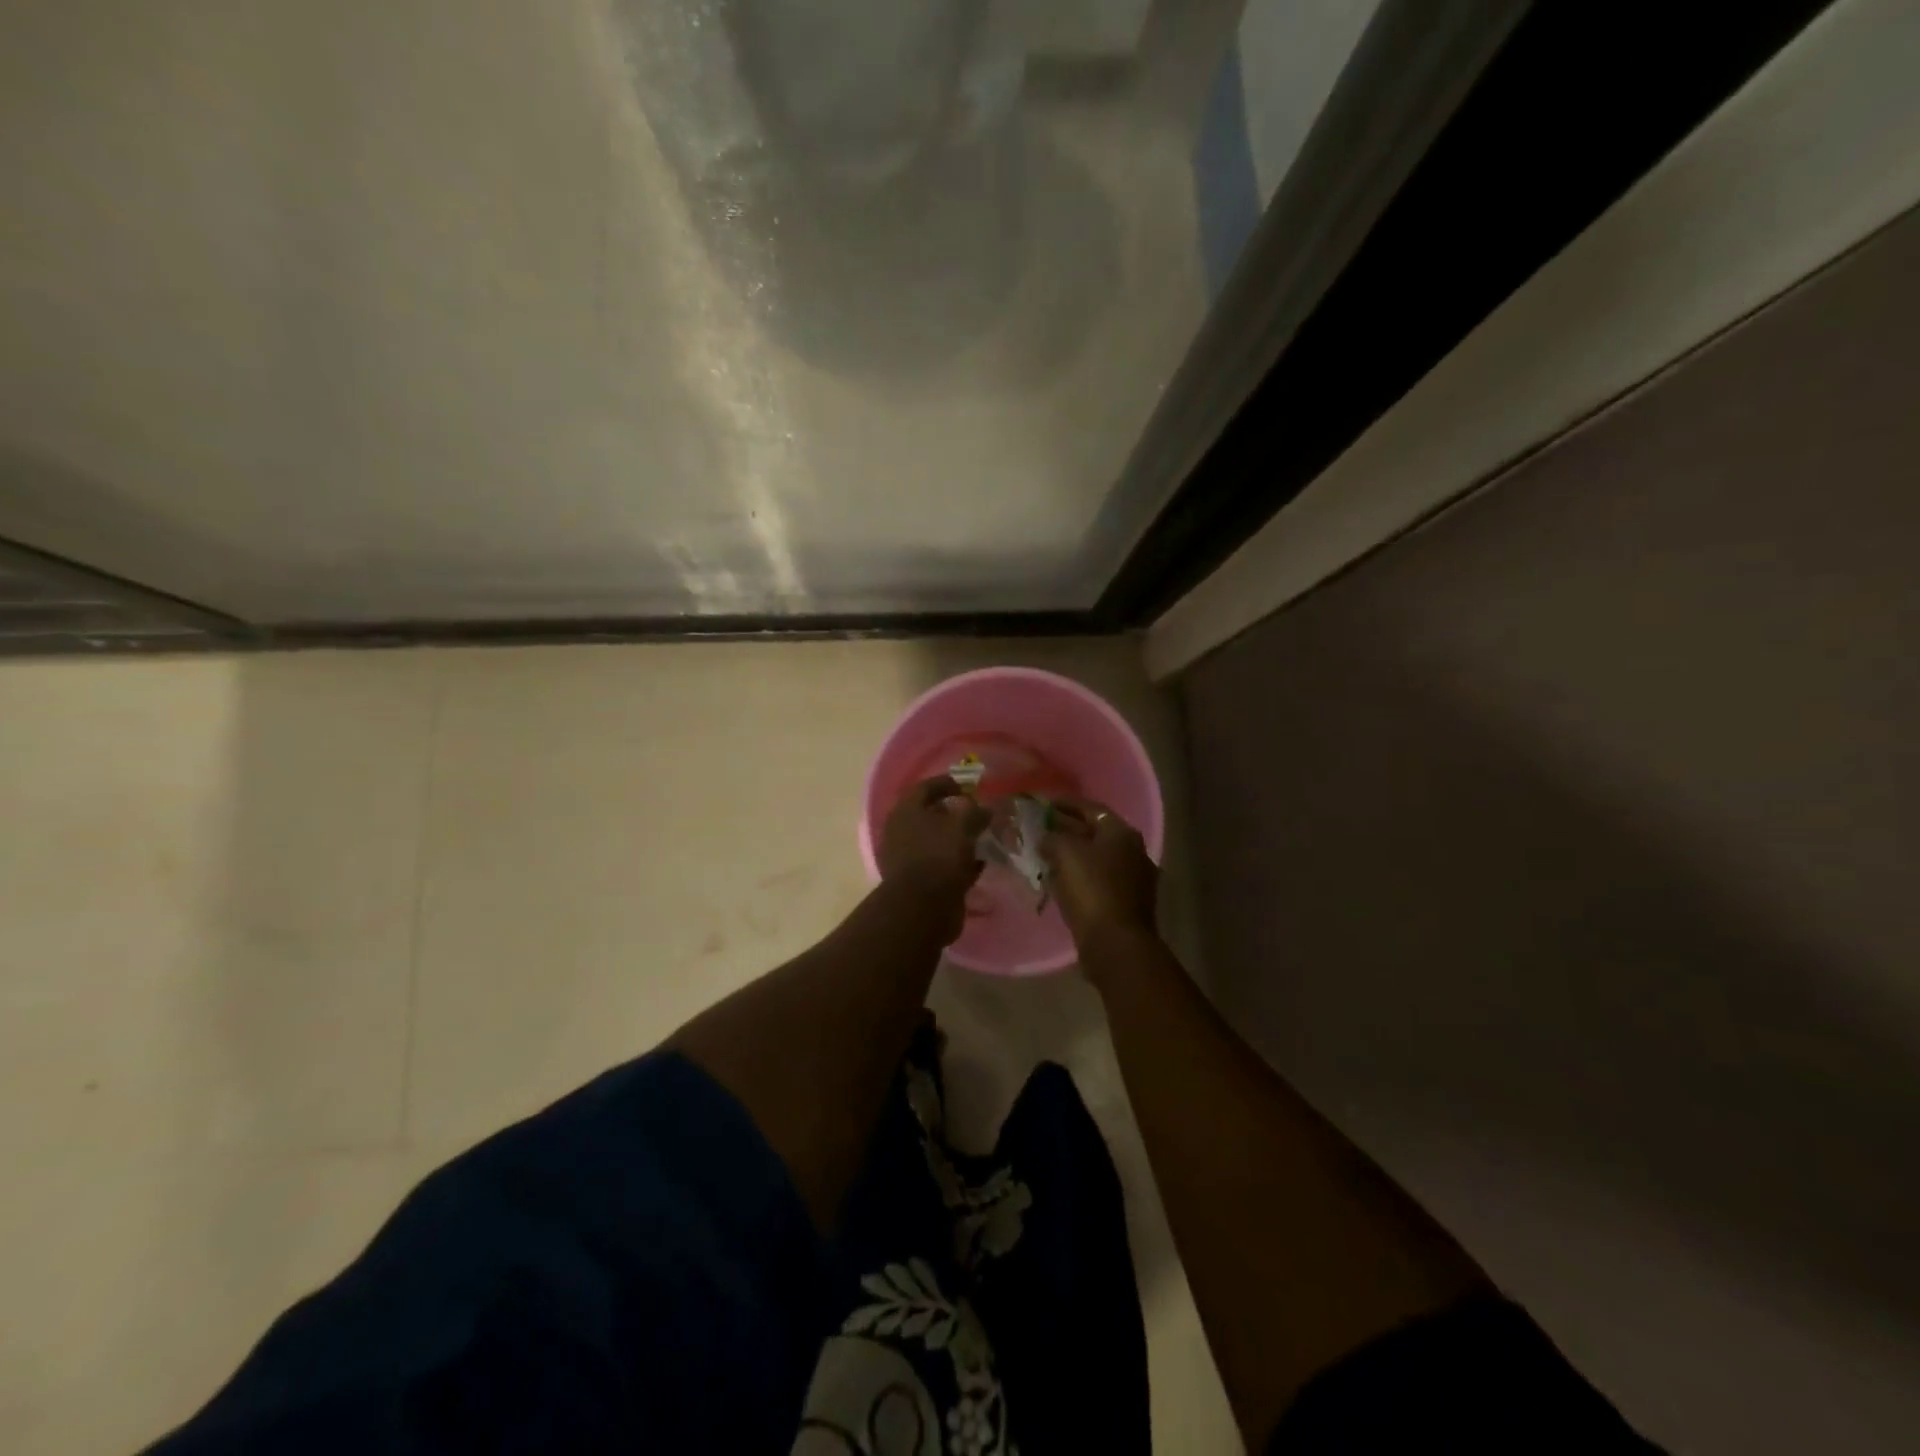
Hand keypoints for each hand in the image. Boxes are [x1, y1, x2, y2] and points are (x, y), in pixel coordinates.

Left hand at [877, 777, 989, 940]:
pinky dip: (959, 863)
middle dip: (954, 814)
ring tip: (982, 838)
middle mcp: (902, 832)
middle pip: (929, 816)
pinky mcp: (920, 883)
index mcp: (906, 812)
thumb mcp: (962, 826)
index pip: (925, 788)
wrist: (922, 908)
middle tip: (976, 813)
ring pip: (937, 842)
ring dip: (958, 840)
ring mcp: (909, 859)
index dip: (947, 783)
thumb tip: (985, 809)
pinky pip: (942, 866)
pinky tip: (979, 863)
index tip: (968, 787)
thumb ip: (974, 812)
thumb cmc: (938, 856)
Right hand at [1041, 798, 1158, 951]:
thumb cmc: (1091, 889)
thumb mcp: (1064, 853)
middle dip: (1067, 830)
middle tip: (1040, 829)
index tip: (1042, 804)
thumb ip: (1052, 837)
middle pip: (1095, 833)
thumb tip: (1046, 837)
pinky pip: (1098, 881)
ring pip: (1096, 859)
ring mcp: (1134, 880)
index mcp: (1122, 833)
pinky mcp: (1126, 904)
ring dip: (1072, 855)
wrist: (1115, 943)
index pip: (1091, 808)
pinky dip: (1079, 877)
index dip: (1064, 803)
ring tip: (1044, 855)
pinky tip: (1059, 881)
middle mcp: (1134, 851)